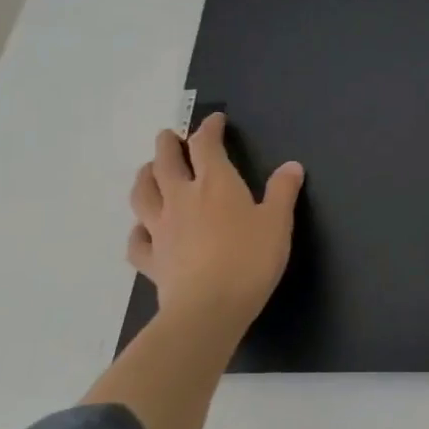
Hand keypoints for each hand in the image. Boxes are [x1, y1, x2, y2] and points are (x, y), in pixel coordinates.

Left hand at [126, 113, 303, 327]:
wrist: (209, 308)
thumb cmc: (250, 259)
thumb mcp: (278, 222)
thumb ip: (283, 191)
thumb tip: (291, 166)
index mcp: (216, 184)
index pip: (207, 146)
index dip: (209, 129)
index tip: (214, 120)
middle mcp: (182, 199)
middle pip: (166, 163)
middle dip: (168, 145)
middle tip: (169, 136)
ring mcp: (160, 230)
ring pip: (143, 195)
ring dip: (144, 177)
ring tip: (148, 170)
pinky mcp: (151, 260)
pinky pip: (137, 240)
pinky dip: (137, 231)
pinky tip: (142, 230)